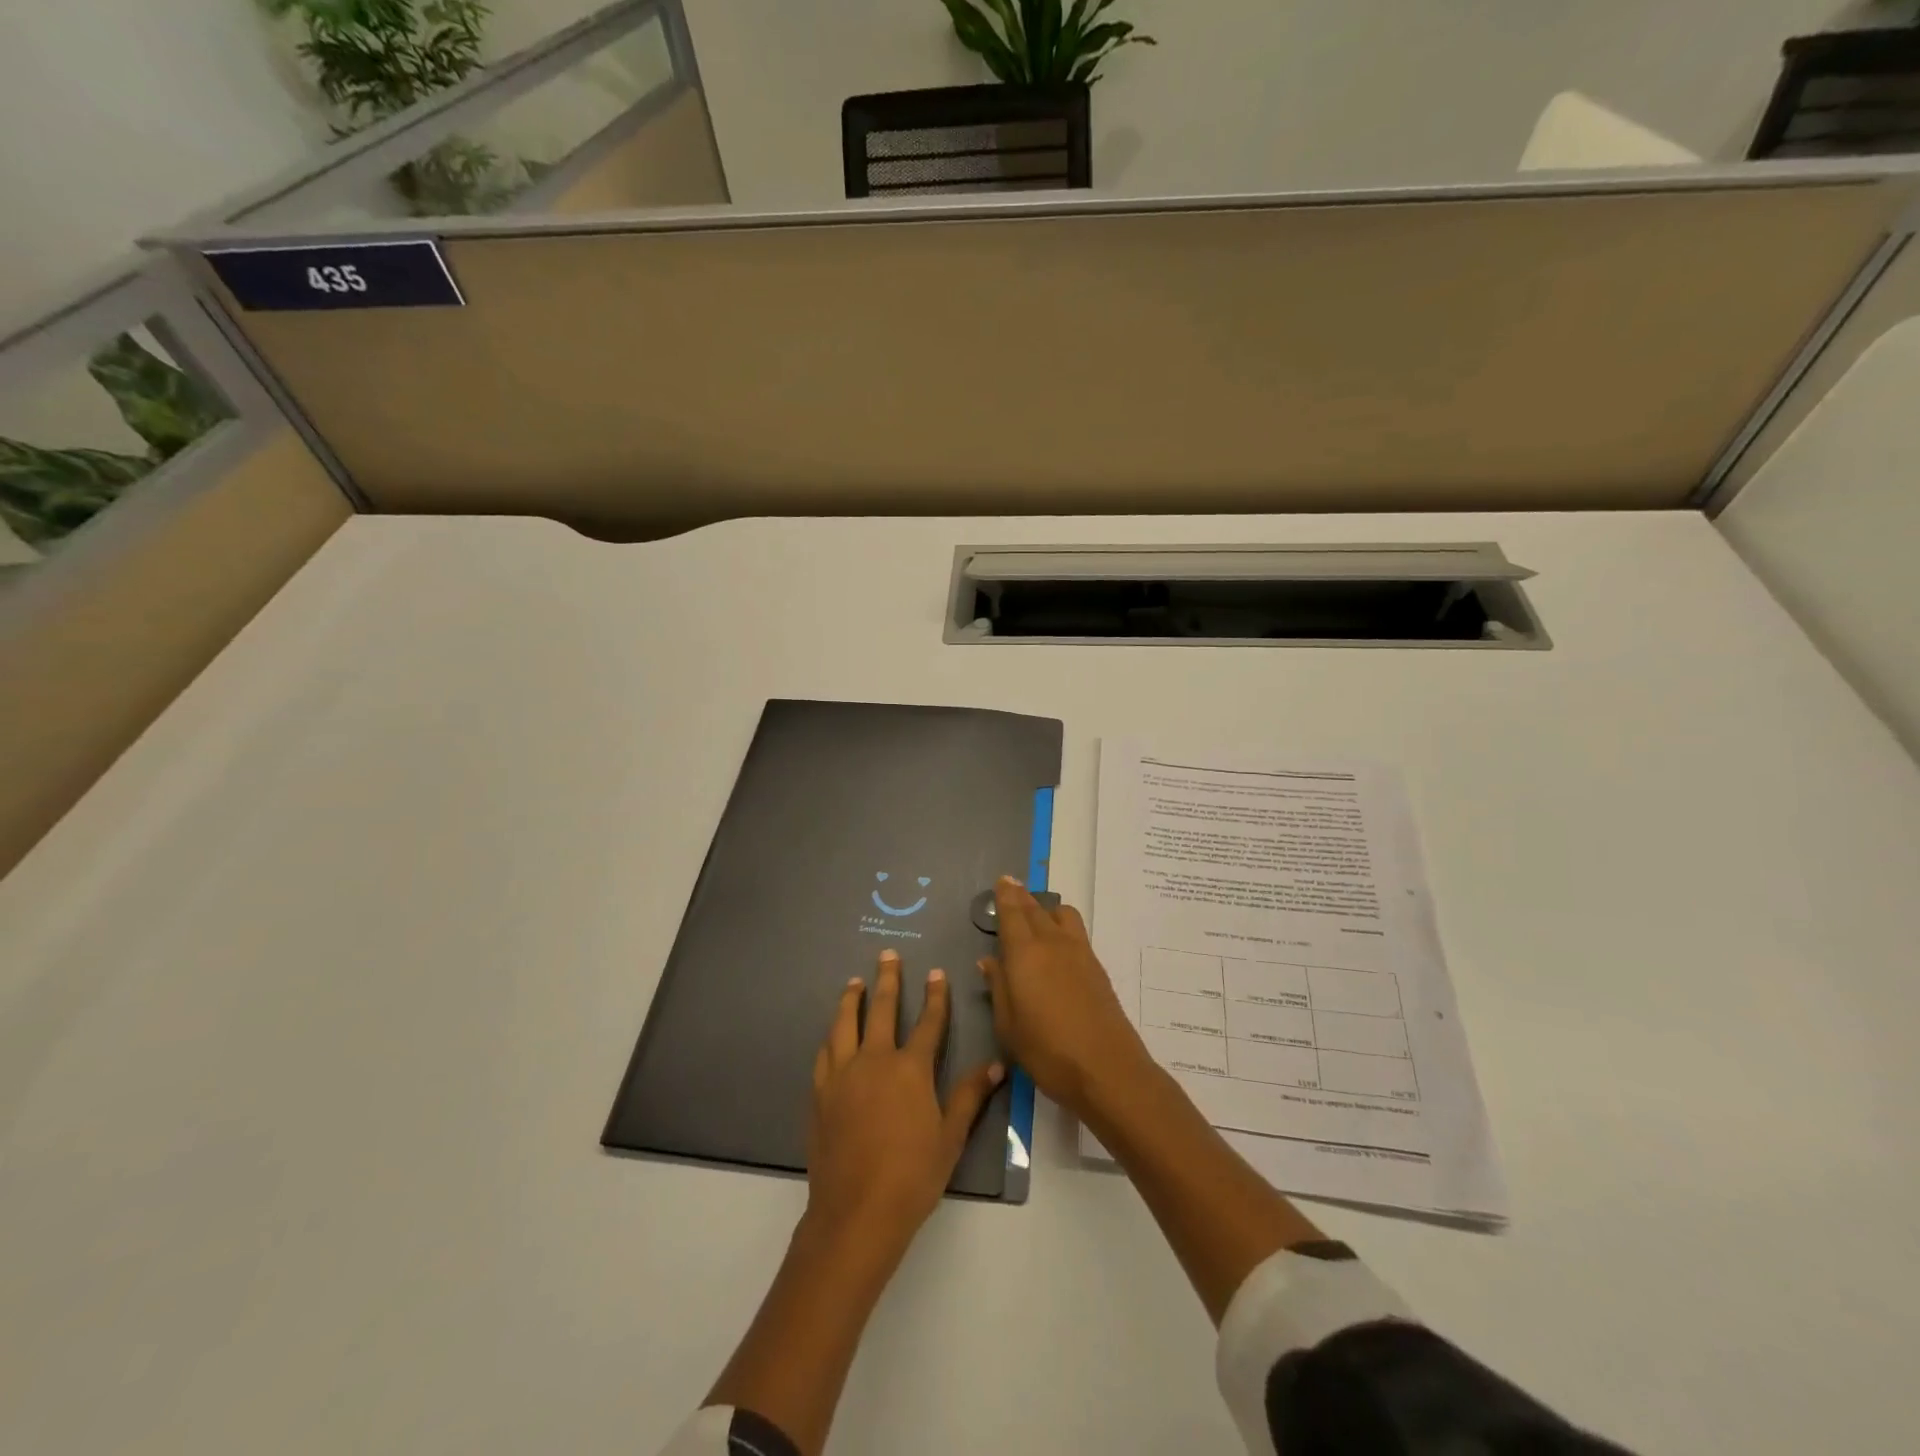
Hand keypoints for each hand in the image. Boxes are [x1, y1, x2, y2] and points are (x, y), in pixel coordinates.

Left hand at [804, 949, 1002, 1265]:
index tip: (936, 972)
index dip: (935, 996)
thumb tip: (994, 1065)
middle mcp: (874, 1060)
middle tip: (887, 955)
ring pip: (845, 1024)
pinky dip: (831, 1036)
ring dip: (851, 999)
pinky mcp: (821, 1093)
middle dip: (887, 979)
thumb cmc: (912, 1175)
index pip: (927, 1022)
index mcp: (910, 1069)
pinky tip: (832, 1034)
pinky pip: (825, 1053)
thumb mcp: (950, 1137)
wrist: (856, 1212)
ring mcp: (842, 1075)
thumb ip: (969, 1096)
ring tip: (854, 982)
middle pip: (881, 1010)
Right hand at [980, 877, 1151, 1117]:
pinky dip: (1062, 926)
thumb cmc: (1047, 1050)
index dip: (1006, 895)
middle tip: (1012, 891)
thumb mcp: (1008, 1025)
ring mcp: (1079, 952)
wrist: (1107, 1068)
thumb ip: (999, 987)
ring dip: (1046, 909)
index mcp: (1024, 953)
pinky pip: (1076, 931)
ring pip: (1061, 915)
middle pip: (1035, 909)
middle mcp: (1052, 943)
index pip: (1012, 914)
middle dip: (1022, 898)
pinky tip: (1057, 945)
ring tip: (1037, 918)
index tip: (1003, 881)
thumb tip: (989, 961)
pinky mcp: (1096, 967)